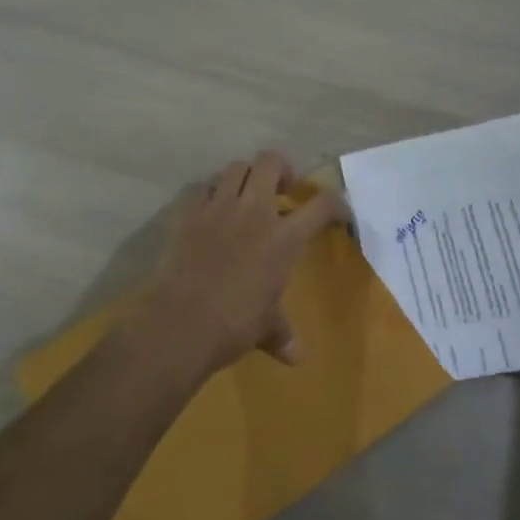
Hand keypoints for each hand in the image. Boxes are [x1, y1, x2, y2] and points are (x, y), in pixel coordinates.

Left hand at [128, 151, 346, 379]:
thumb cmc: (235, 325)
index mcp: (284, 239)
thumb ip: (282, 334)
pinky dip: (211, 193)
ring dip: (246, 176)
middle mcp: (255, 212)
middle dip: (281, 168)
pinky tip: (211, 211)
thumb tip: (297, 357)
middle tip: (282, 189)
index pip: (321, 206)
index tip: (337, 211)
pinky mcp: (190, 214)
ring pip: (236, 167)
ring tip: (245, 196)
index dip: (335, 203)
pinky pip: (203, 188)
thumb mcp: (266, 329)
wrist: (182, 322)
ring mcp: (219, 208)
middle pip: (271, 162)